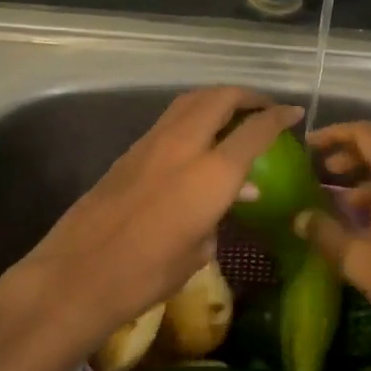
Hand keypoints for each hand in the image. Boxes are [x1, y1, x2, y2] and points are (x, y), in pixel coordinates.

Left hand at [8, 88, 301, 356]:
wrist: (76, 275)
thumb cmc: (146, 275)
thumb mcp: (197, 251)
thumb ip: (220, 215)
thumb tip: (235, 195)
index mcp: (211, 174)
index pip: (255, 131)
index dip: (279, 116)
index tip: (294, 112)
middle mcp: (184, 146)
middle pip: (220, 98)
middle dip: (246, 95)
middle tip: (263, 106)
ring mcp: (152, 143)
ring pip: (190, 101)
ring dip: (217, 99)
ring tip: (233, 113)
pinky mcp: (129, 151)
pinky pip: (170, 119)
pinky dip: (193, 115)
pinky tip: (198, 137)